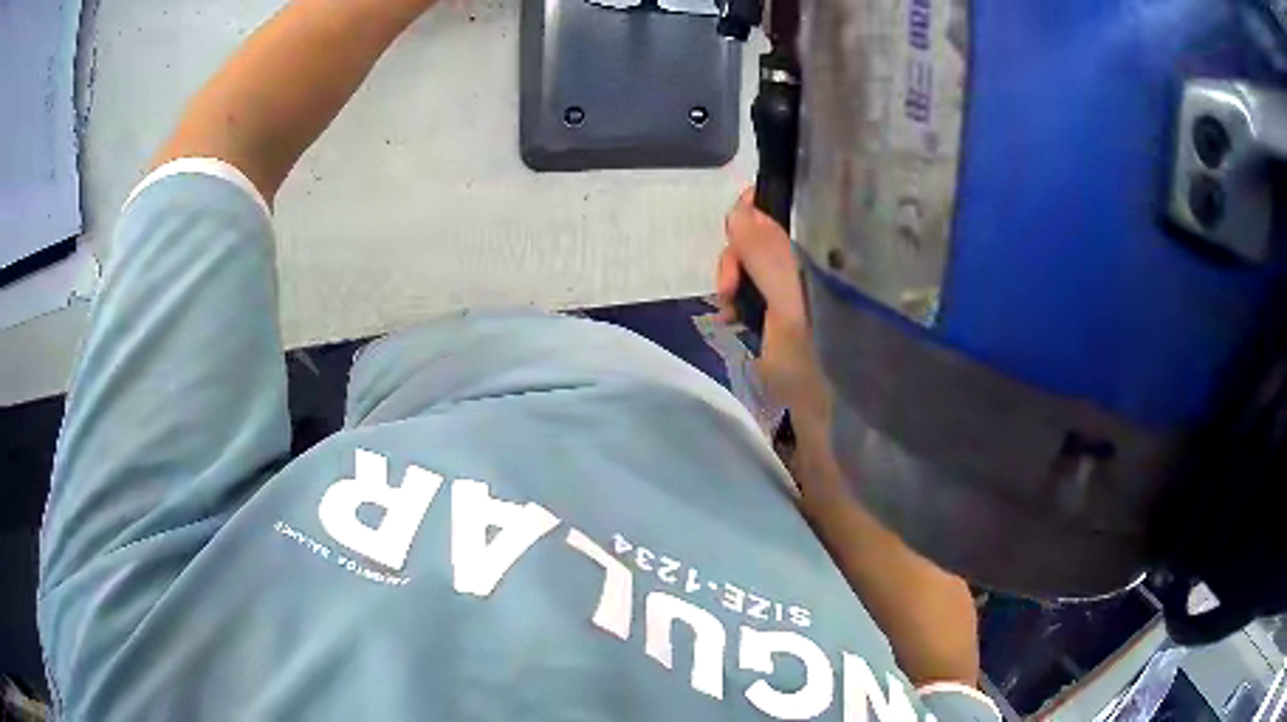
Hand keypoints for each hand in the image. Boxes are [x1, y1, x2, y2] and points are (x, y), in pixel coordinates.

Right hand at [716, 189, 829, 423]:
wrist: (829, 436)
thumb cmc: (816, 370)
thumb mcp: (790, 310)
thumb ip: (767, 258)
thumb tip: (740, 207)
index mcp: (825, 264)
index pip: (789, 217)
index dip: (757, 213)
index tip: (733, 231)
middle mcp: (814, 274)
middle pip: (764, 241)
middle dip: (738, 259)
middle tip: (728, 291)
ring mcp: (798, 301)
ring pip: (755, 271)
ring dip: (734, 285)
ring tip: (729, 314)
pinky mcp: (785, 325)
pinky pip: (754, 298)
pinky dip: (738, 306)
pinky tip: (731, 322)